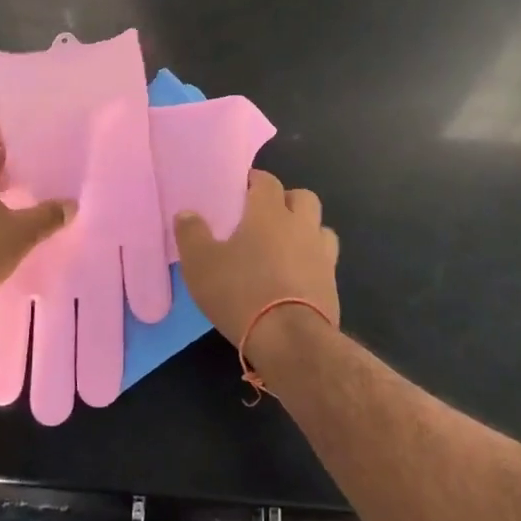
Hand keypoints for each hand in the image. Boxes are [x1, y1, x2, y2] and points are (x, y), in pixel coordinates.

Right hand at [174, 171, 339, 348]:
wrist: (290, 340)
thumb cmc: (241, 292)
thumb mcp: (201, 264)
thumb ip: (191, 234)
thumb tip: (187, 213)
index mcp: (269, 213)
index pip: (267, 181)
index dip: (255, 181)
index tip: (241, 190)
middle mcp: (300, 225)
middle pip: (303, 197)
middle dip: (286, 200)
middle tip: (265, 217)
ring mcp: (322, 254)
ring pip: (320, 227)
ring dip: (305, 230)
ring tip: (284, 246)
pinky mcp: (332, 284)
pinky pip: (325, 260)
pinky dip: (312, 261)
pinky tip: (296, 276)